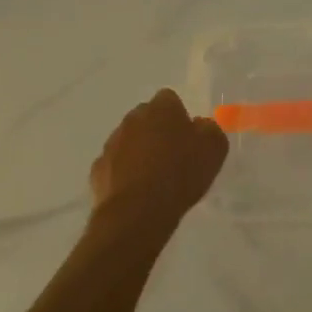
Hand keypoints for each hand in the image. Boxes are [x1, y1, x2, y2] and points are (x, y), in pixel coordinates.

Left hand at [89, 89, 228, 229]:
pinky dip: (124, 173)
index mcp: (161, 108)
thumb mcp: (214, 149)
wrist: (138, 212)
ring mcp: (112, 143)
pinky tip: (137, 192)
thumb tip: (201, 126)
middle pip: (147, 118)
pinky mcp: (97, 169)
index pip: (169, 99)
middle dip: (157, 131)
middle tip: (173, 156)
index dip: (179, 116)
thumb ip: (209, 130)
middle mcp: (133, 118)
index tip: (188, 137)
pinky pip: (115, 165)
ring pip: (129, 141)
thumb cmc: (180, 174)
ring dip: (139, 152)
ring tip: (155, 179)